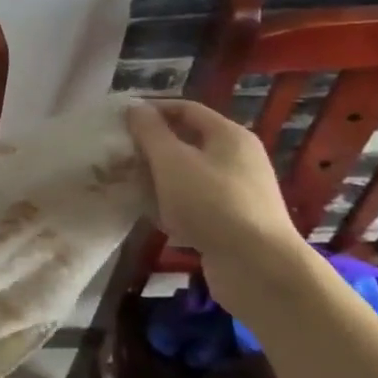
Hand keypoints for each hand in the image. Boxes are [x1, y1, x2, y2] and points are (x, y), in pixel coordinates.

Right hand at [125, 99, 314, 311]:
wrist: (258, 269)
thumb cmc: (212, 203)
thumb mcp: (172, 161)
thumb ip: (150, 132)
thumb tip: (135, 108)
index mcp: (229, 135)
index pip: (186, 109)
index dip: (152, 110)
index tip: (120, 120)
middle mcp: (238, 158)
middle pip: (188, 142)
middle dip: (152, 147)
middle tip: (119, 155)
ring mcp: (238, 192)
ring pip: (189, 175)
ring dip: (159, 178)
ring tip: (128, 185)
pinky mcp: (234, 222)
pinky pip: (196, 203)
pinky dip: (173, 205)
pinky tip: (152, 216)